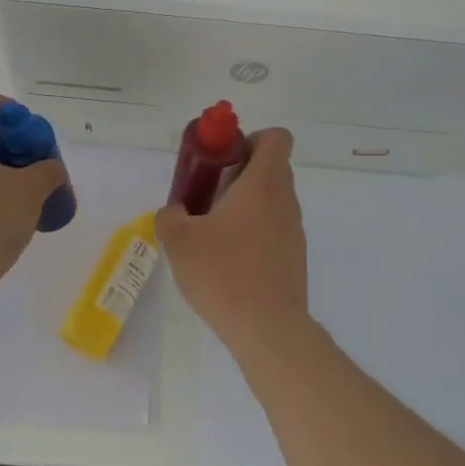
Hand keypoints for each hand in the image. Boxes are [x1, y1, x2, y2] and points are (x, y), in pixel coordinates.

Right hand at [156, 127, 309, 345]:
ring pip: (271, 201)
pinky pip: (273, 230)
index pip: (276, 137)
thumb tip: (174, 212)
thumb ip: (170, 216)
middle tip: (207, 198)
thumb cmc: (223, 272)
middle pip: (271, 168)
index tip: (223, 161)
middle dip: (238, 174)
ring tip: (212, 234)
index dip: (250, 139)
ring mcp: (294, 231)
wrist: (267, 328)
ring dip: (244, 206)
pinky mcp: (294, 258)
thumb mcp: (179, 240)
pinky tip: (228, 263)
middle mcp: (285, 200)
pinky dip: (253, 234)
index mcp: (263, 183)